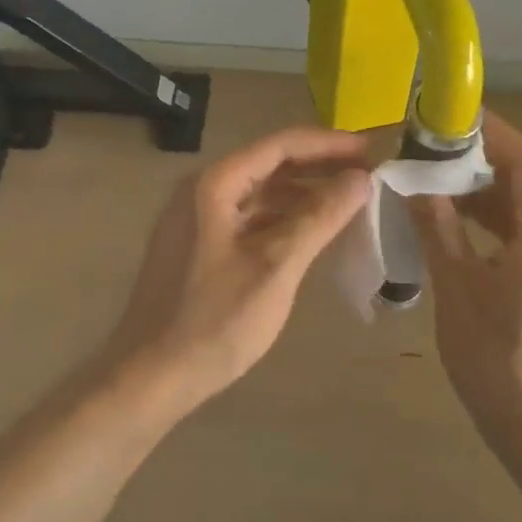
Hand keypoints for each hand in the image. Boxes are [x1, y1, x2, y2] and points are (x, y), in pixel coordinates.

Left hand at [107, 126, 371, 410]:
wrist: (150, 377)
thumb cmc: (214, 322)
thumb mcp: (275, 267)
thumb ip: (319, 217)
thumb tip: (360, 179)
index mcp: (214, 184)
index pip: (279, 145)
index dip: (328, 144)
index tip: (370, 150)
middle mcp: (202, 191)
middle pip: (269, 165)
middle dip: (319, 167)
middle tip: (367, 175)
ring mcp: (197, 219)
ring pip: (260, 193)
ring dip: (303, 194)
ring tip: (349, 202)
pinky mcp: (199, 246)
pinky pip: (250, 218)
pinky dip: (283, 219)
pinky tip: (312, 232)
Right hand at [407, 113, 521, 435]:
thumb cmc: (500, 359)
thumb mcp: (459, 290)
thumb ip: (439, 231)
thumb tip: (416, 187)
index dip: (494, 133)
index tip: (453, 118)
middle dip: (482, 163)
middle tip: (433, 155)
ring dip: (485, 196)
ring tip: (437, 190)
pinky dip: (493, 227)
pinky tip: (458, 235)